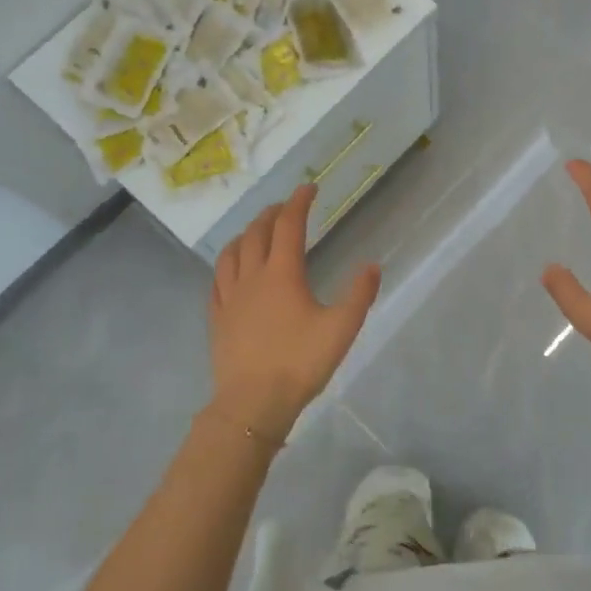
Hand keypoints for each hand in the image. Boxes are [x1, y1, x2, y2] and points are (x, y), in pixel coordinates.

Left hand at [207, 184, 380, 446]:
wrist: (254, 403)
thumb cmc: (300, 363)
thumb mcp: (341, 328)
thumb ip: (359, 295)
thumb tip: (372, 265)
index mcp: (283, 274)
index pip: (289, 226)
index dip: (299, 203)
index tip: (308, 188)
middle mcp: (252, 277)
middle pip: (257, 233)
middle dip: (271, 214)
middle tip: (285, 207)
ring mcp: (230, 297)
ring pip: (232, 253)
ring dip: (246, 234)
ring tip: (255, 231)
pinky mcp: (218, 318)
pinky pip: (218, 280)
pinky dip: (228, 264)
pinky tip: (232, 271)